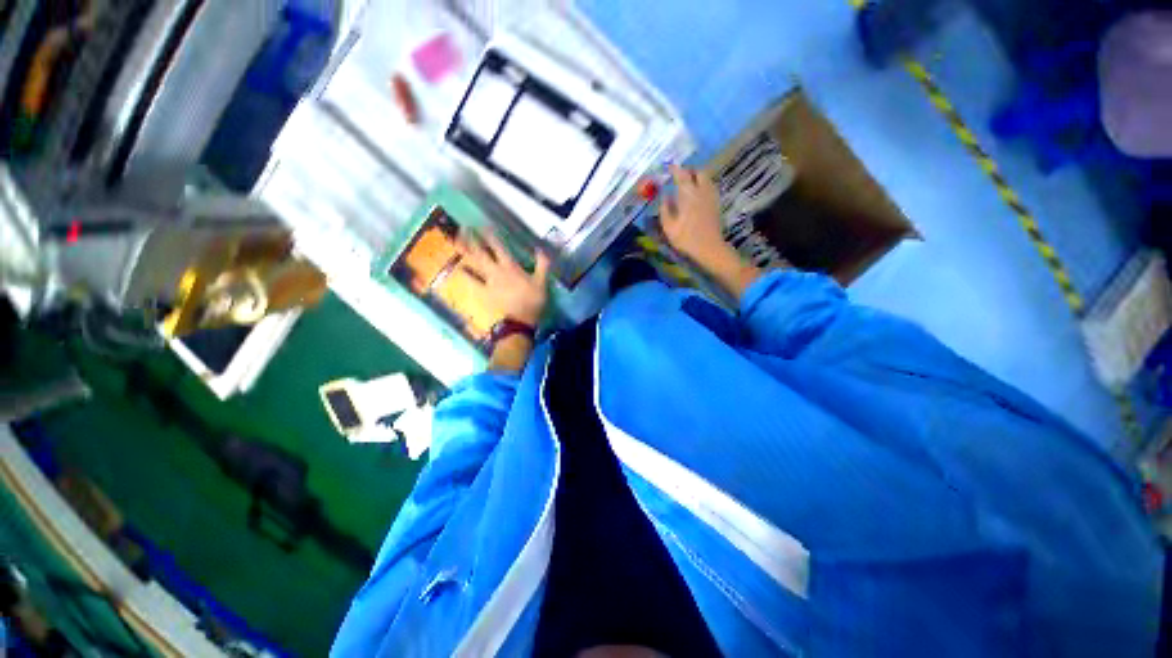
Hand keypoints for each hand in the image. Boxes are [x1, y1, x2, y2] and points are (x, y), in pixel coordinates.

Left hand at [458, 230, 550, 326]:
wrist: (520, 321)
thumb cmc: (533, 301)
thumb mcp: (542, 282)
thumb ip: (542, 265)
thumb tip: (541, 249)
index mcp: (511, 267)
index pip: (498, 246)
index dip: (490, 234)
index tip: (483, 224)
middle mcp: (496, 271)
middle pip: (481, 252)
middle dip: (472, 238)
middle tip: (464, 227)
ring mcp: (488, 282)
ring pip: (474, 264)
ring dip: (465, 252)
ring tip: (456, 241)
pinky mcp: (483, 292)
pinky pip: (472, 282)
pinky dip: (465, 274)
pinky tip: (459, 268)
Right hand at [659, 165, 731, 266]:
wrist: (709, 248)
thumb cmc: (686, 238)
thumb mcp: (668, 226)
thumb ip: (665, 208)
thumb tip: (664, 196)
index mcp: (688, 194)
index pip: (681, 174)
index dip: (675, 169)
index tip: (668, 167)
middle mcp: (701, 190)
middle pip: (698, 172)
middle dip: (689, 170)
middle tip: (680, 175)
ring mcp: (711, 196)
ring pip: (706, 178)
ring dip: (697, 177)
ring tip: (688, 183)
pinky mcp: (716, 203)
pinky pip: (710, 187)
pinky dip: (703, 185)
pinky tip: (697, 194)